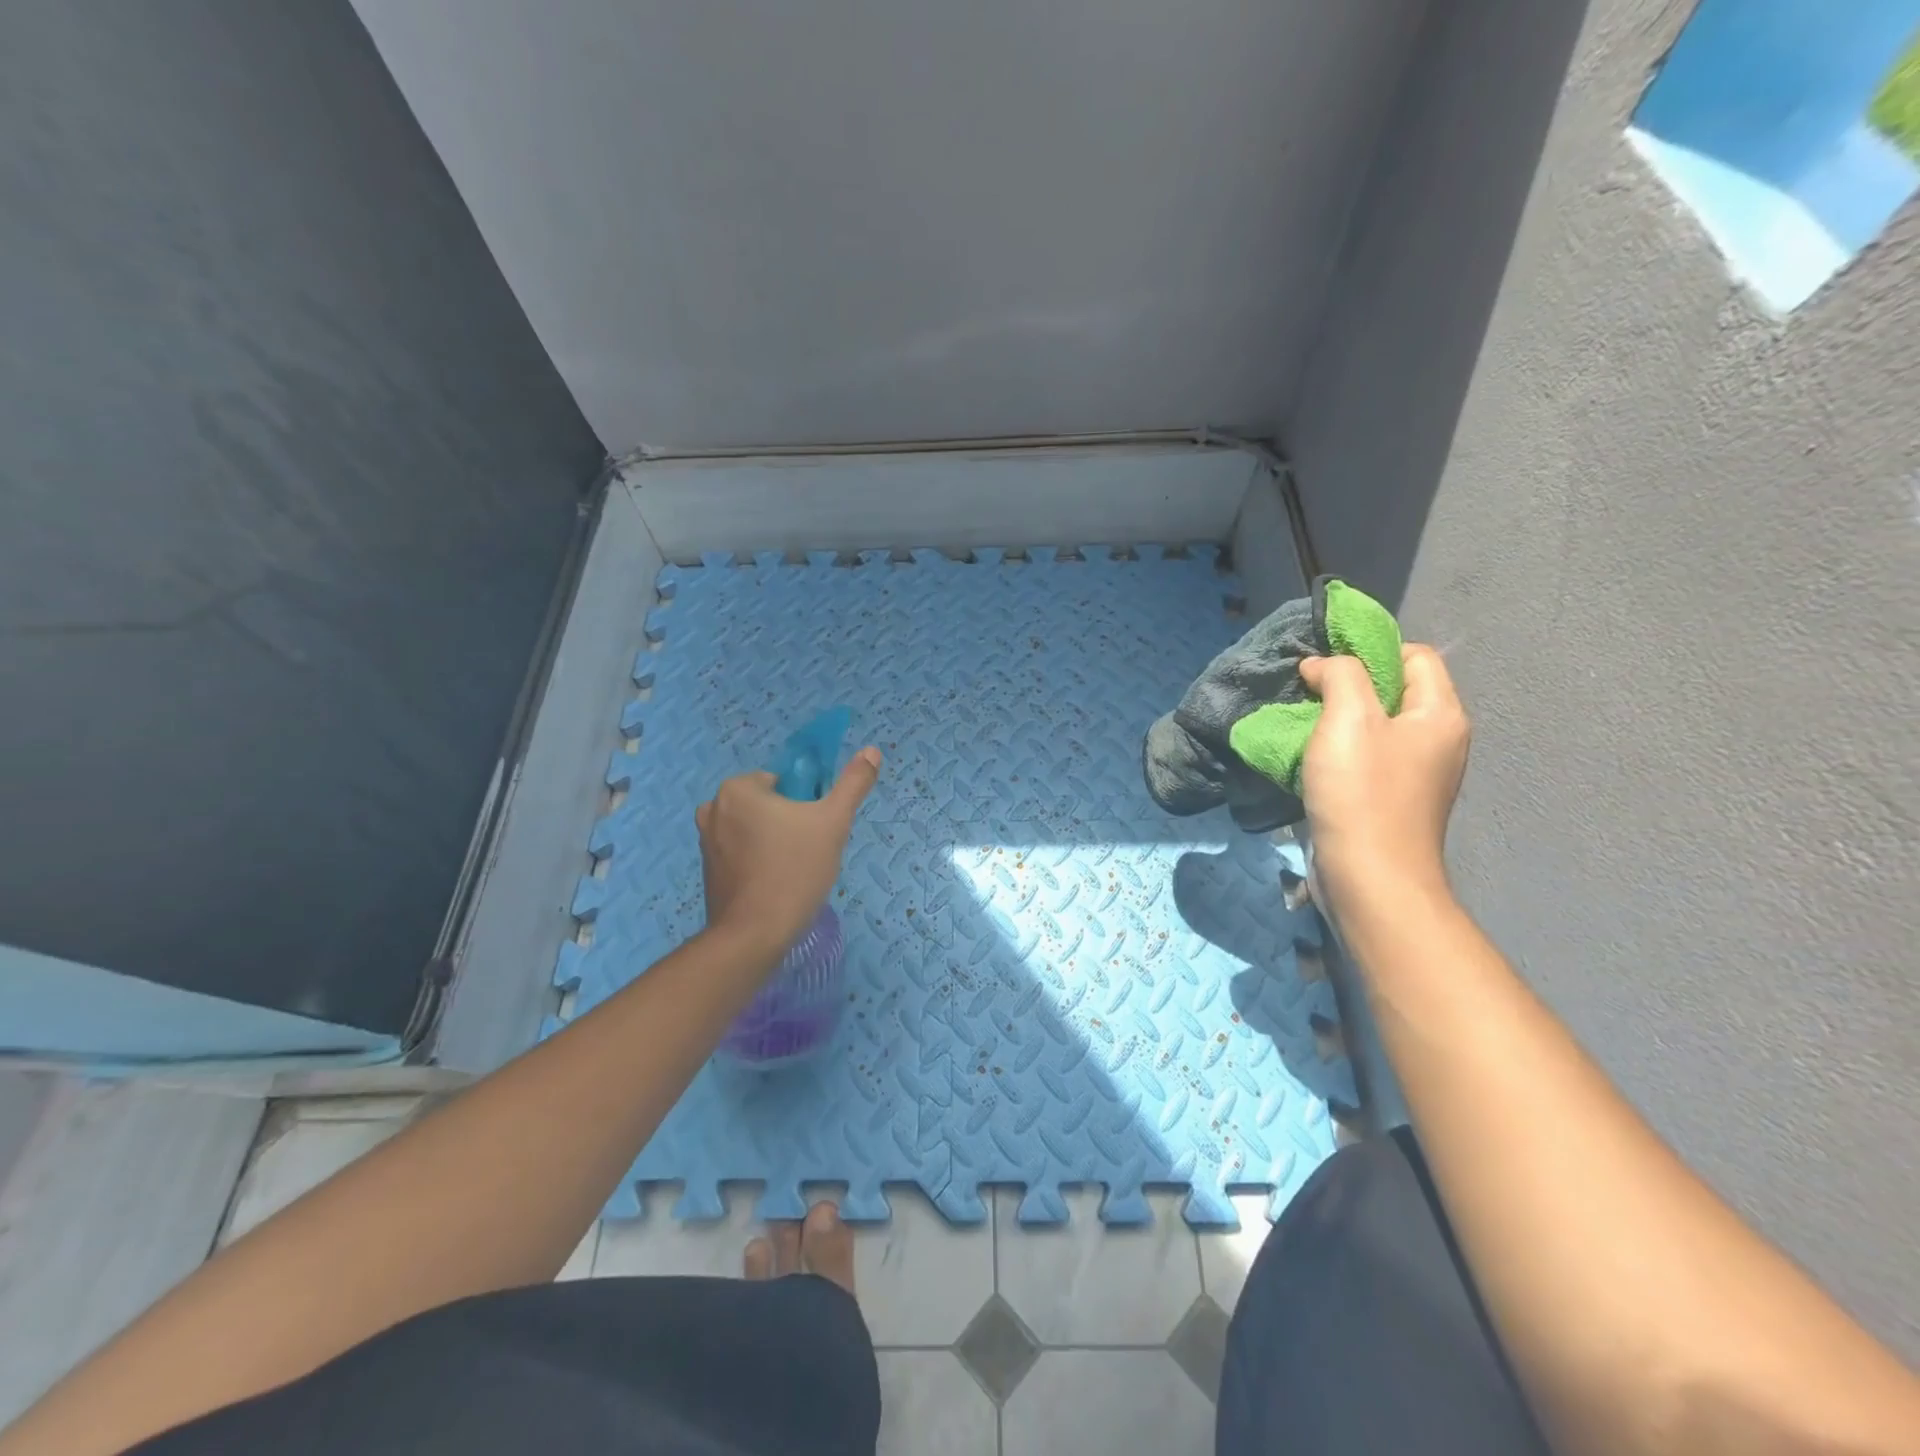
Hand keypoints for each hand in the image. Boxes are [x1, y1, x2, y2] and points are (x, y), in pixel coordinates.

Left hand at [695, 746, 881, 956]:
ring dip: (775, 842)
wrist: (753, 935)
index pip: (784, 782)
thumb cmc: (794, 870)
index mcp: (737, 788)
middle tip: (809, 852)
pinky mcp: (707, 870)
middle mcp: (713, 808)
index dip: (806, 804)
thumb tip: (872, 750)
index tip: (816, 830)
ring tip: (794, 871)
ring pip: (755, 829)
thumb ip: (853, 783)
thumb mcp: (834, 822)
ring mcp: (705, 841)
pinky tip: (775, 884)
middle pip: (768, 804)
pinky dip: (758, 861)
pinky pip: (741, 853)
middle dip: (790, 823)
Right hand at [1297, 644, 1468, 922]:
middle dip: (1348, 685)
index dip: (1371, 650)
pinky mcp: (1392, 799)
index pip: (1415, 654)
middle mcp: (1438, 740)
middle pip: (1394, 690)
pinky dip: (1339, 751)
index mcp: (1441, 714)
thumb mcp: (1348, 717)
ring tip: (1303, 726)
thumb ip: (1340, 675)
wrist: (1368, 877)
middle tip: (1307, 694)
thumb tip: (1322, 665)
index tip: (1325, 667)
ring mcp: (1417, 774)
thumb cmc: (1362, 791)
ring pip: (1376, 726)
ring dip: (1337, 720)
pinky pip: (1366, 757)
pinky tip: (1311, 760)